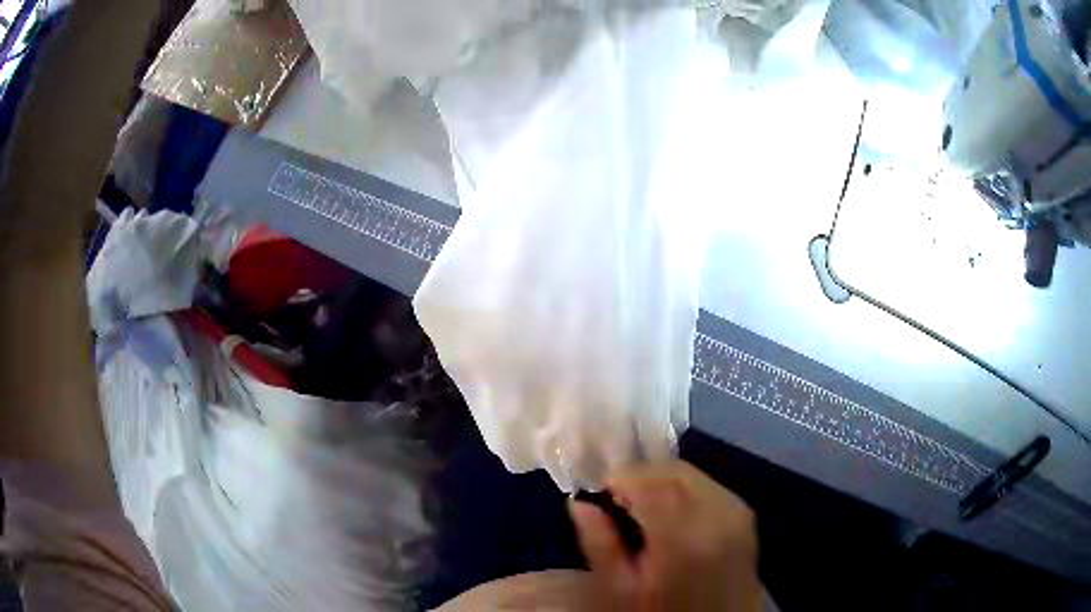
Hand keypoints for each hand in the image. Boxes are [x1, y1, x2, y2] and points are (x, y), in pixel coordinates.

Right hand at [569, 461, 760, 611]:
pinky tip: (671, 511)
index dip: (621, 477)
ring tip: (642, 506)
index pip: (650, 482)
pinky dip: (686, 488)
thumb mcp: (620, 590)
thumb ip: (600, 544)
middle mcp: (719, 515)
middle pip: (675, 471)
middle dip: (642, 475)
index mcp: (684, 537)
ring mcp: (738, 513)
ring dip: (664, 480)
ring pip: (694, 474)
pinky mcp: (746, 516)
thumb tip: (579, 504)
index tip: (600, 490)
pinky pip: (710, 486)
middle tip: (617, 498)